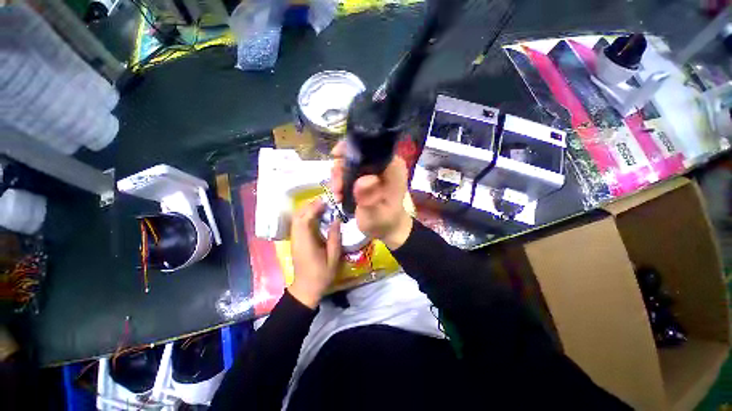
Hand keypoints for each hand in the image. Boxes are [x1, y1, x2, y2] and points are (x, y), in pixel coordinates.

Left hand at [288, 198, 341, 308]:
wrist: (306, 289)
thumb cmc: (321, 275)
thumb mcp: (333, 257)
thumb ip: (335, 238)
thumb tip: (336, 220)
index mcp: (306, 243)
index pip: (305, 219)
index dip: (314, 208)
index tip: (325, 201)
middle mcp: (297, 239)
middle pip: (298, 216)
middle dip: (309, 206)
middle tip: (324, 202)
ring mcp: (294, 240)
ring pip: (296, 219)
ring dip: (307, 210)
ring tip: (321, 206)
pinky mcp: (295, 241)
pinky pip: (298, 224)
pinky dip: (305, 216)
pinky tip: (315, 216)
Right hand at [330, 141, 412, 249]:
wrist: (387, 229)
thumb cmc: (384, 222)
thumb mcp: (376, 214)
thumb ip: (369, 198)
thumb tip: (362, 180)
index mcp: (392, 167)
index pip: (371, 146)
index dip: (351, 148)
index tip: (335, 157)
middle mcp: (384, 164)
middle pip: (357, 152)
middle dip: (341, 168)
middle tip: (337, 188)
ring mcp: (375, 169)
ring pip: (350, 161)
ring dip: (339, 176)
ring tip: (338, 194)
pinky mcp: (367, 176)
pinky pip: (349, 171)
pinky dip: (341, 180)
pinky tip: (339, 194)